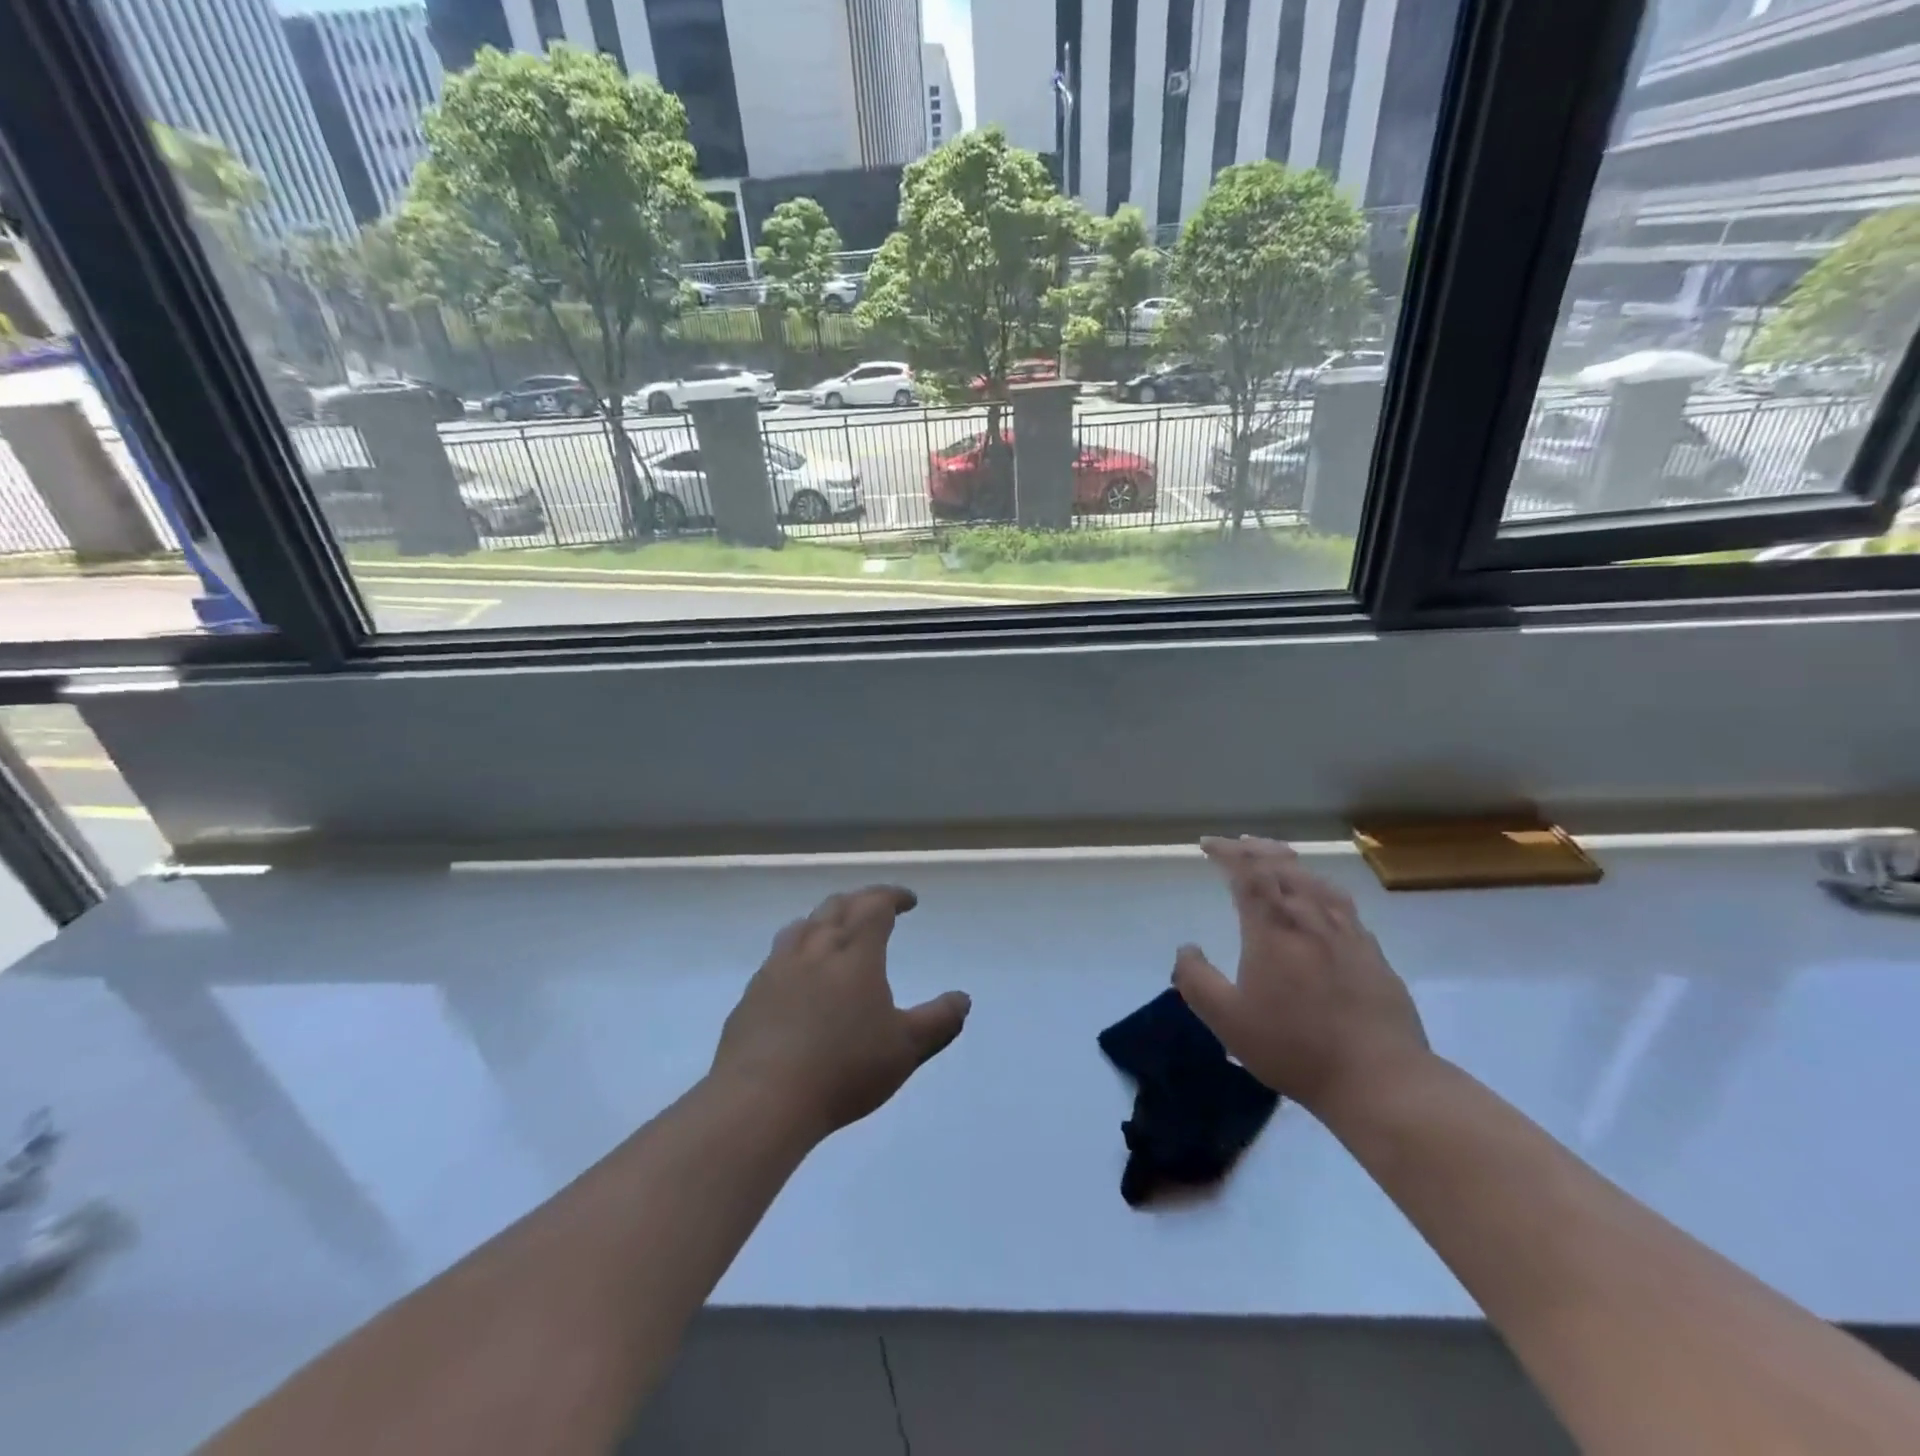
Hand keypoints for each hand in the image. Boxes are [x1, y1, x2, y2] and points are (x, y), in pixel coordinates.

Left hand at [711, 885, 970, 1139]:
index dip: (892, 897)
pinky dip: (796, 950)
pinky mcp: (752, 994)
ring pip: (802, 926)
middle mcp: (815, 948)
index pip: (874, 906)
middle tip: (875, 908)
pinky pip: (777, 956)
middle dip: (860, 901)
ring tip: (834, 930)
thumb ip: (938, 1021)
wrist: (762, 1098)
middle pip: (836, 907)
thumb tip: (963, 999)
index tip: (908, 900)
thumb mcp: (905, 1049)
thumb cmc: (844, 1068)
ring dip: (824, 919)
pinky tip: (797, 974)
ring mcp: (777, 969)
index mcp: (855, 953)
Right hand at [1173, 837, 1428, 1112]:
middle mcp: (1310, 918)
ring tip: (1274, 859)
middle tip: (1235, 845)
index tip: (1207, 845)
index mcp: (1272, 928)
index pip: (1247, 872)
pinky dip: (1318, 885)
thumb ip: (1196, 980)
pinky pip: (1340, 901)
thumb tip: (1186, 948)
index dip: (1226, 852)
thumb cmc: (1294, 1047)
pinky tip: (1320, 899)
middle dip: (1254, 849)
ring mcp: (1346, 932)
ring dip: (1288, 862)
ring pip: (1314, 879)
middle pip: (1282, 866)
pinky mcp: (1372, 951)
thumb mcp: (1227, 1020)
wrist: (1380, 1078)